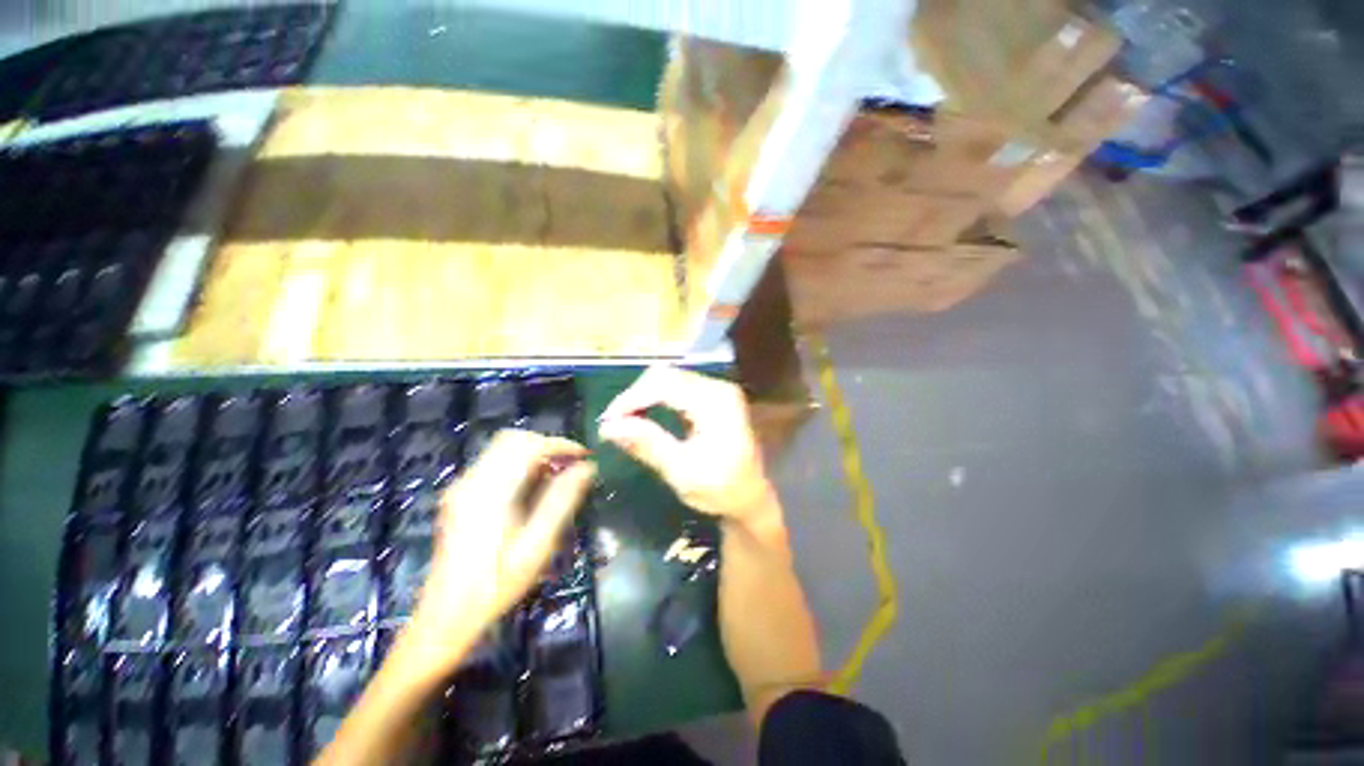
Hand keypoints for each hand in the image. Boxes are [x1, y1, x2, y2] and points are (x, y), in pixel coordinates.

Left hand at [401, 429, 595, 675]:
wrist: (446, 617)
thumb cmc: (497, 585)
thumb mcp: (537, 546)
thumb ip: (562, 501)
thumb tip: (587, 468)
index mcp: (491, 493)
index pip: (529, 446)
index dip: (561, 444)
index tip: (585, 456)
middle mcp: (472, 481)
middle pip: (513, 439)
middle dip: (546, 445)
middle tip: (570, 465)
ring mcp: (461, 487)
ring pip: (502, 448)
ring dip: (533, 453)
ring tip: (555, 476)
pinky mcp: (459, 495)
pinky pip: (493, 462)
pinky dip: (518, 463)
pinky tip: (532, 488)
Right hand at [598, 367, 777, 527]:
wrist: (752, 497)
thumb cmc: (721, 490)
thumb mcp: (682, 472)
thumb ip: (647, 444)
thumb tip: (608, 426)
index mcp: (714, 403)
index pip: (663, 385)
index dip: (631, 399)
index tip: (607, 421)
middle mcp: (717, 387)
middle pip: (665, 376)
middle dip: (635, 396)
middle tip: (614, 423)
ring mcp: (717, 390)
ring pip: (669, 379)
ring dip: (643, 396)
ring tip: (625, 421)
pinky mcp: (713, 397)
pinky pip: (677, 387)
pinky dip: (656, 398)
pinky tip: (644, 415)